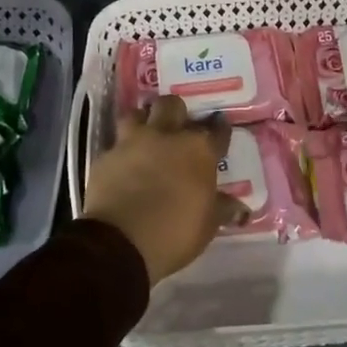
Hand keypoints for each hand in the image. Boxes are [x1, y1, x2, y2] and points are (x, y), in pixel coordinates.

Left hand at [83, 96, 246, 283]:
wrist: (120, 241)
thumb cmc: (175, 232)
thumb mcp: (207, 225)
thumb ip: (222, 209)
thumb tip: (240, 207)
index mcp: (198, 150)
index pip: (216, 131)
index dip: (220, 129)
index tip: (220, 129)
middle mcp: (166, 136)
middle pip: (172, 105)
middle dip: (176, 112)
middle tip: (178, 127)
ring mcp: (133, 142)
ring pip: (137, 114)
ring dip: (143, 121)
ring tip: (146, 135)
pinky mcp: (106, 156)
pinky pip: (115, 144)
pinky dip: (121, 151)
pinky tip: (123, 164)